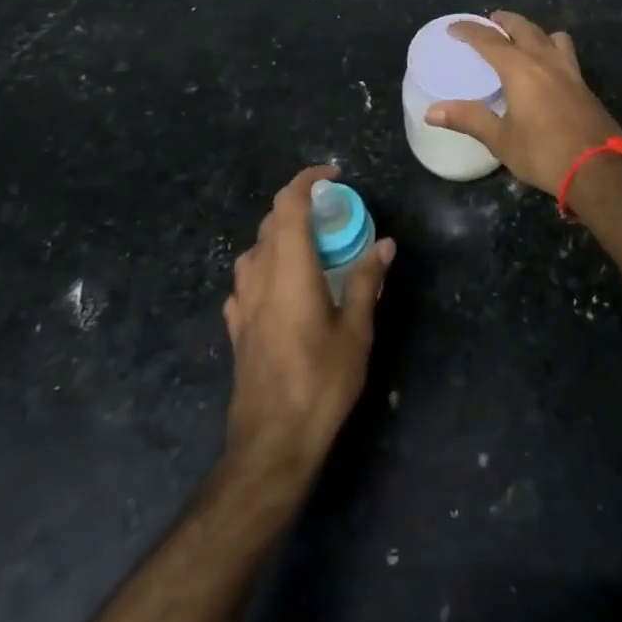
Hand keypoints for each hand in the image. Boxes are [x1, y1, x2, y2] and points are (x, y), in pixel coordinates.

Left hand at [222, 165, 395, 486]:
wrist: (270, 445)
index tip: (332, 175)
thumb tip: (385, 244)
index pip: (288, 204)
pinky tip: (281, 289)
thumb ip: (366, 282)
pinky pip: (246, 283)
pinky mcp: (236, 329)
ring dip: (279, 236)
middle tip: (331, 213)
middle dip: (297, 206)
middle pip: (270, 222)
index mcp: (289, 269)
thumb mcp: (355, 332)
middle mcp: (260, 277)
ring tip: (309, 248)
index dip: (307, 180)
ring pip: (254, 250)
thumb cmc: (320, 383)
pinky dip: (265, 269)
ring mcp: (242, 304)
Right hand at [425, 11, 621, 194]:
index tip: (454, 27)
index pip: (490, 40)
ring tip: (523, 40)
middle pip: (524, 28)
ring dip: (534, 31)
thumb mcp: (501, 139)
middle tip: (490, 22)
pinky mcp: (584, 85)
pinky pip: (565, 53)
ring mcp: (569, 71)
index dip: (470, 31)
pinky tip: (548, 68)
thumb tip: (431, 111)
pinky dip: (551, 48)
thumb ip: (469, 119)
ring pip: (551, 36)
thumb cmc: (544, 153)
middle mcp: (545, 60)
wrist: (599, 168)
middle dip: (504, 21)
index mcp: (520, 69)